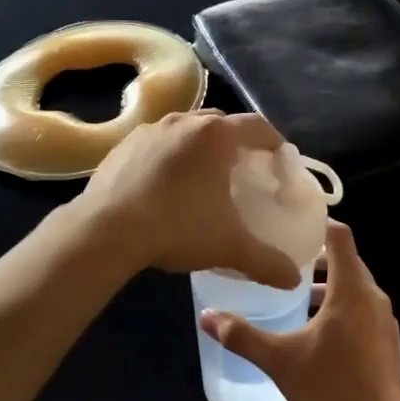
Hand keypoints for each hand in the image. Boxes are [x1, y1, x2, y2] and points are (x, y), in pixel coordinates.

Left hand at [78, 110, 300, 288]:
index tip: (280, 162)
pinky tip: (166, 187)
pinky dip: (170, 157)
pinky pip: (158, 143)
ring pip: (187, 131)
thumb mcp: (229, 246)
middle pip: (222, 124)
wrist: (105, 230)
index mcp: (216, 135)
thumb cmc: (178, 226)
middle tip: (244, 173)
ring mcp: (151, 129)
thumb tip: (294, 279)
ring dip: (201, 149)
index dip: (274, 142)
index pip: (258, 126)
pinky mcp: (124, 144)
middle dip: (237, 144)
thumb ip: (266, 261)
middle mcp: (186, 121)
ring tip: (203, 179)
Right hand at [198, 221, 399, 400]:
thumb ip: (243, 336)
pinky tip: (317, 329)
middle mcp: (372, 295)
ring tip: (295, 293)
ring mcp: (384, 318)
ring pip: (354, 286)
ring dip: (328, 284)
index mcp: (351, 288)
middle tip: (283, 256)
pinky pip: (362, 308)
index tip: (292, 222)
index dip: (318, 222)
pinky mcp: (387, 339)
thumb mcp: (280, 360)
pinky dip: (341, 305)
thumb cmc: (332, 386)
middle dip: (317, 256)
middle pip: (346, 259)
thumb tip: (207, 317)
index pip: (340, 236)